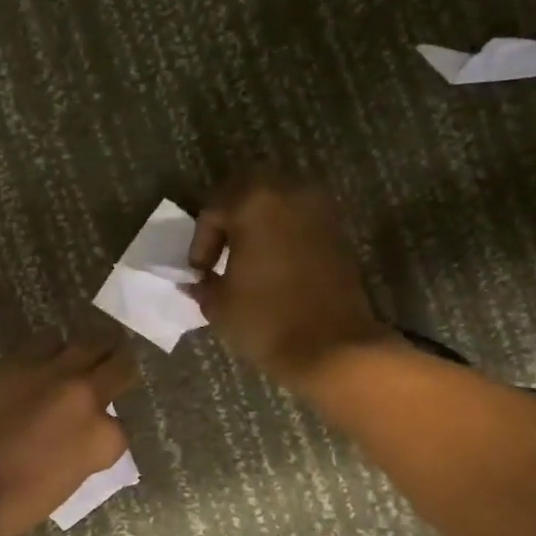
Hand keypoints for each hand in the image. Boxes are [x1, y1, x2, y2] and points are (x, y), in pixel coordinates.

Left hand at [0, 330, 138, 535]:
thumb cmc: (16, 502)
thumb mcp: (68, 482)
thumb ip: (83, 450)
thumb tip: (78, 435)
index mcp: (104, 438)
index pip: (120, 426)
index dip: (106, 429)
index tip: (96, 432)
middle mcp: (86, 395)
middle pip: (120, 363)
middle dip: (118, 365)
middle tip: (114, 366)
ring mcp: (53, 373)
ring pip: (87, 341)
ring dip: (86, 350)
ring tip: (80, 356)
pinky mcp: (19, 362)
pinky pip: (45, 342)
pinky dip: (49, 350)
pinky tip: (43, 361)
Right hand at [189, 174, 391, 388]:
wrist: (333, 347)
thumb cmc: (266, 320)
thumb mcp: (219, 304)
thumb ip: (203, 283)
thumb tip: (196, 280)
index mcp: (254, 202)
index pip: (215, 209)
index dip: (201, 241)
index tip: (200, 272)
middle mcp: (290, 193)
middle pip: (249, 188)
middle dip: (230, 215)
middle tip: (220, 250)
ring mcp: (320, 210)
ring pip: (279, 200)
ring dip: (259, 221)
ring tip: (247, 257)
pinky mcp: (339, 232)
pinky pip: (301, 219)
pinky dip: (283, 232)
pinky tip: (273, 264)